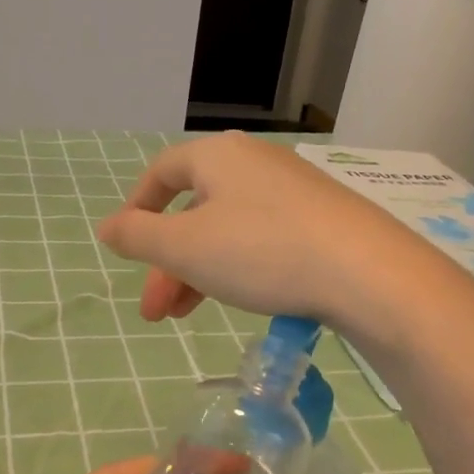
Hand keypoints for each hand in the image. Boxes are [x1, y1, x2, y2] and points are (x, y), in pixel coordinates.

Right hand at [95, 131, 454, 344]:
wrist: (365, 271)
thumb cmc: (261, 251)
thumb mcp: (186, 248)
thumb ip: (138, 237)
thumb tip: (107, 227)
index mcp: (217, 157)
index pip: (162, 173)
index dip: (137, 209)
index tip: (126, 248)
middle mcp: (255, 162)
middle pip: (194, 210)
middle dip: (167, 263)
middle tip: (156, 313)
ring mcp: (293, 190)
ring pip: (227, 229)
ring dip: (199, 271)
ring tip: (186, 316)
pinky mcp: (322, 219)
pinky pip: (263, 238)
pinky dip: (238, 267)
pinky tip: (241, 297)